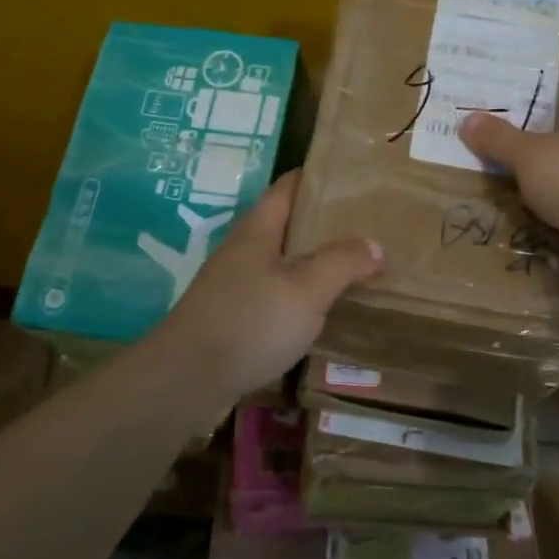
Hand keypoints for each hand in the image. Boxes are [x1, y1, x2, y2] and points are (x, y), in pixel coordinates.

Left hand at [147, 170, 382, 403]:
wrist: (185, 382)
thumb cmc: (250, 322)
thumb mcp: (307, 288)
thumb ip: (342, 262)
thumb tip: (373, 244)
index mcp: (259, 229)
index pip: (291, 186)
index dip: (321, 177)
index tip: (358, 179)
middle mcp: (245, 250)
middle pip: (289, 224)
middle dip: (327, 224)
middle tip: (371, 227)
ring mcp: (235, 285)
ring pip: (284, 263)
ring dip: (316, 263)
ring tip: (358, 269)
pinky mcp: (234, 319)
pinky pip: (276, 296)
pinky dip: (302, 297)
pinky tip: (325, 313)